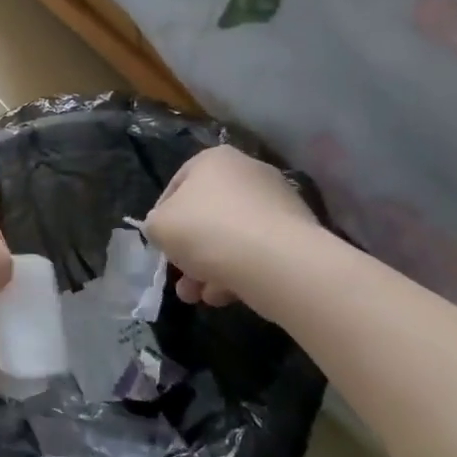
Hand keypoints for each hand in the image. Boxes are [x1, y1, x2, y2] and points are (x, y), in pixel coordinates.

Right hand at [143, 145, 323, 311]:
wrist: (277, 262)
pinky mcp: (300, 234)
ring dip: (210, 267)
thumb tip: (164, 230)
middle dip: (189, 250)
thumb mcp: (159, 226)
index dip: (162, 217)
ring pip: (233, 236)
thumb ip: (155, 224)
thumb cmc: (207, 230)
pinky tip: (226, 297)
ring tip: (199, 297)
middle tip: (180, 278)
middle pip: (207, 214)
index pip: (177, 186)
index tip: (160, 245)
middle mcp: (249, 172)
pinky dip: (241, 271)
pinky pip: (259, 251)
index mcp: (214, 159)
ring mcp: (278, 202)